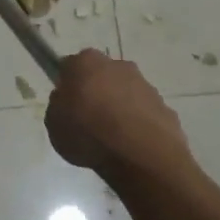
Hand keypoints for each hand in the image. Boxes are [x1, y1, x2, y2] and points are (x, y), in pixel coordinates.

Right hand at [46, 49, 191, 178]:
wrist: (140, 156)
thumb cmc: (89, 134)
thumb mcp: (54, 123)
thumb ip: (59, 106)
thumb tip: (68, 101)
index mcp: (86, 62)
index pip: (70, 66)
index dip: (67, 85)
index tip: (67, 105)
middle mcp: (118, 65)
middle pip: (101, 76)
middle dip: (96, 92)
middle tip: (88, 120)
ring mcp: (145, 85)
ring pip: (125, 93)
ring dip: (119, 108)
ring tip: (112, 139)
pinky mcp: (165, 106)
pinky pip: (144, 113)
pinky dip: (138, 124)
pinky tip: (132, 146)